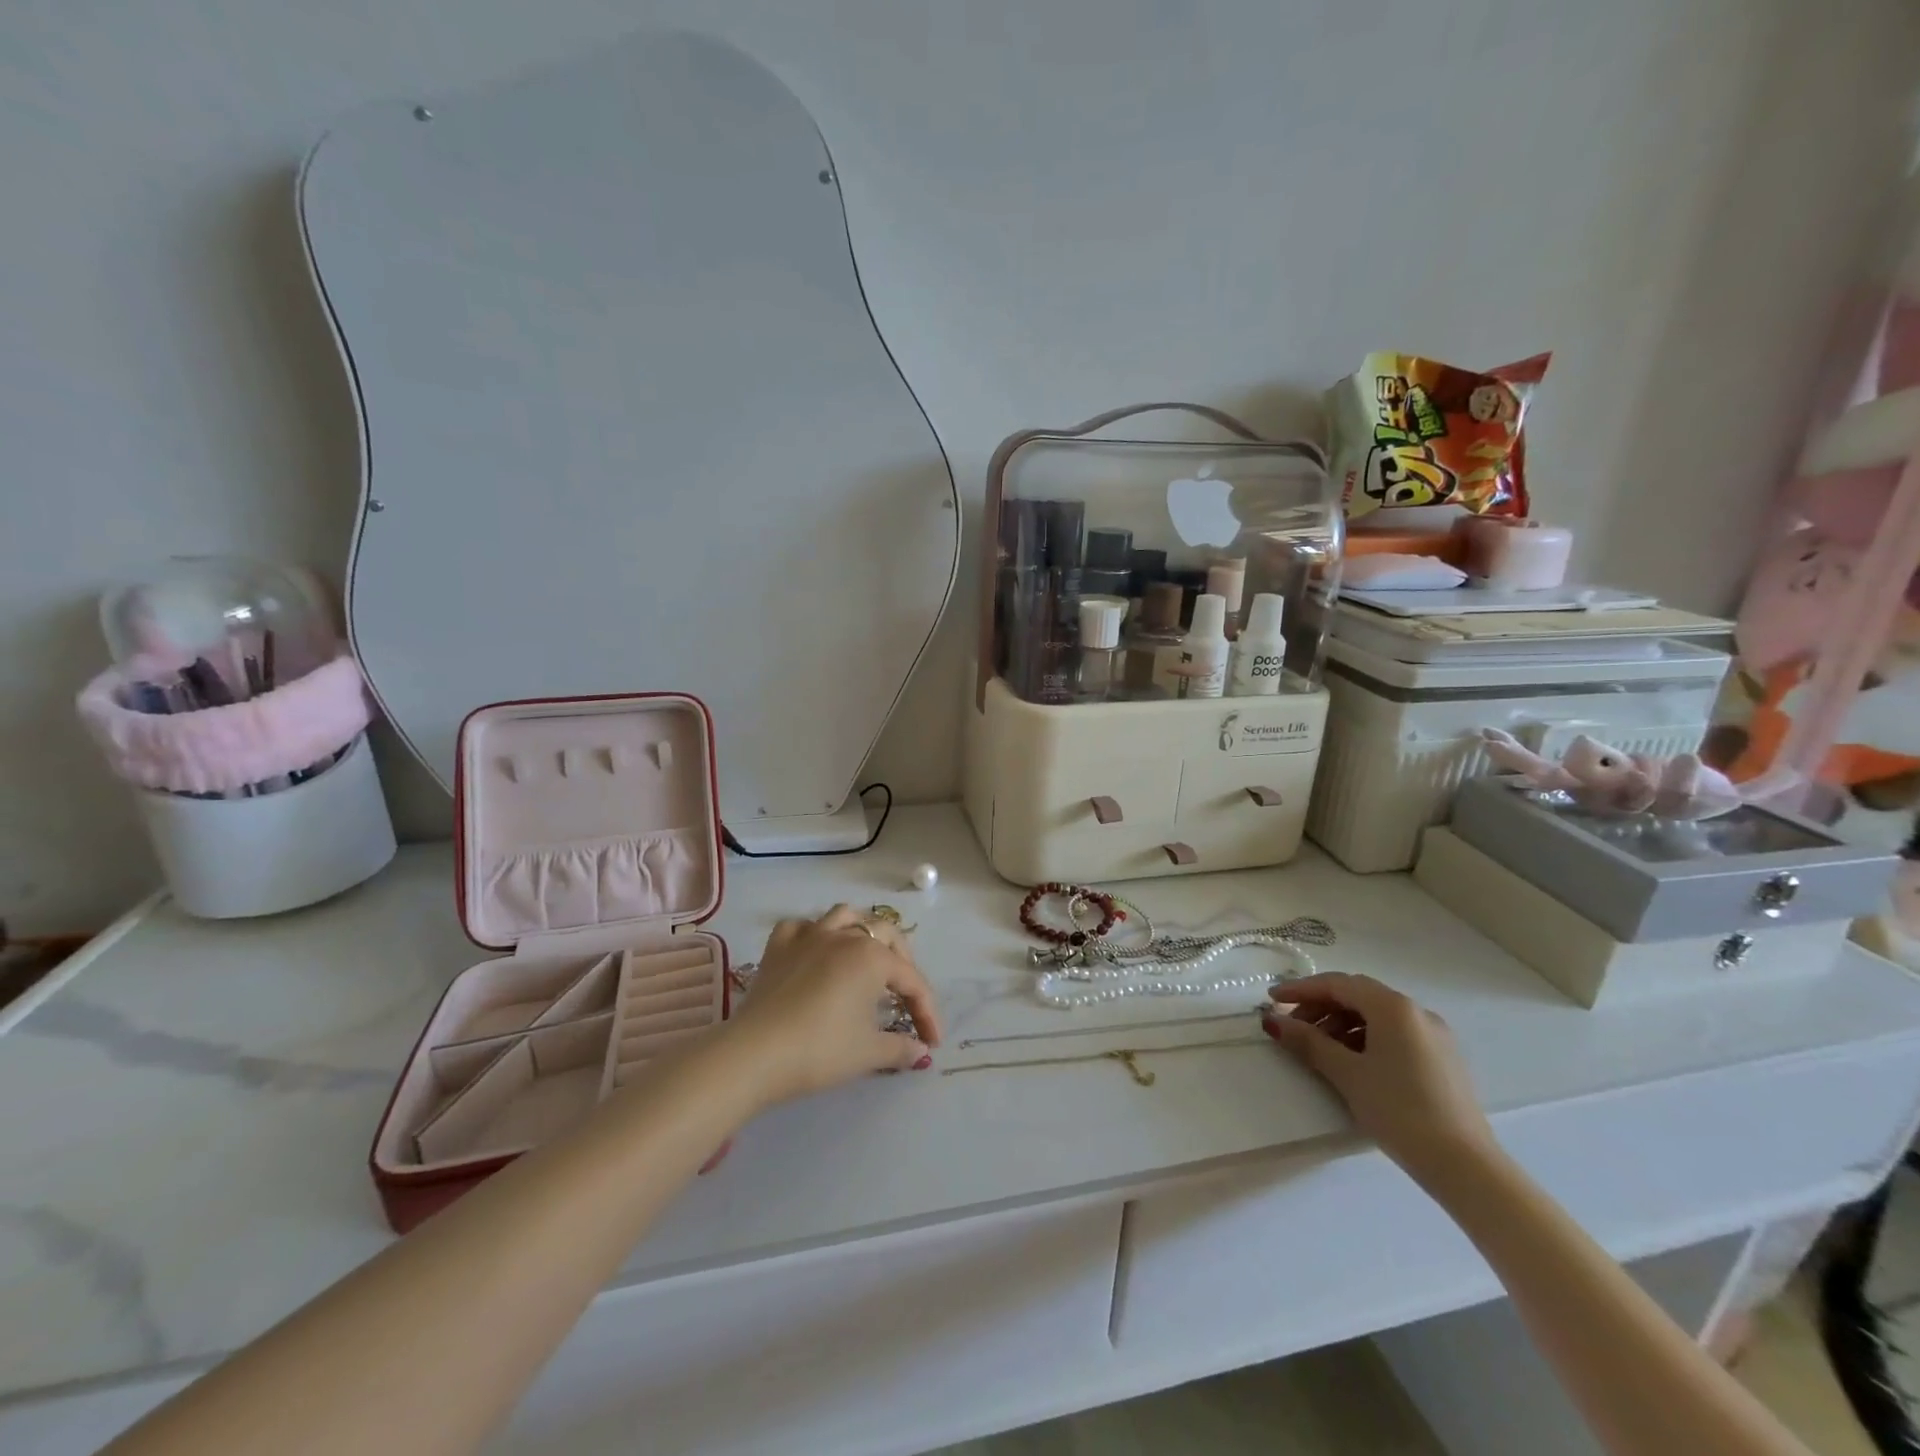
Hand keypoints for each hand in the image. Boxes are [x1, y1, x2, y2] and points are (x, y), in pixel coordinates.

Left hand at [725, 905, 943, 1108]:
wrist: (755, 1054)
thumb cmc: (820, 1050)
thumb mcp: (868, 1053)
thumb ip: (900, 1048)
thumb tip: (920, 1051)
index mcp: (872, 957)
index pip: (911, 981)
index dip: (927, 1012)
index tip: (932, 1041)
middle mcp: (844, 936)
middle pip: (885, 934)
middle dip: (902, 962)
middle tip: (905, 996)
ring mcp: (809, 935)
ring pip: (844, 917)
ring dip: (861, 933)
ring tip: (865, 958)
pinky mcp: (779, 946)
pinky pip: (801, 927)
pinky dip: (812, 935)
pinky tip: (815, 953)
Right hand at [1263, 973, 1492, 1180]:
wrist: (1466, 1167)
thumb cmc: (1399, 1110)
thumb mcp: (1347, 1073)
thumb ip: (1308, 1042)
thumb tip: (1273, 1021)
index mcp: (1394, 1007)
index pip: (1337, 984)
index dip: (1301, 990)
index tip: (1272, 1001)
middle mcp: (1416, 1012)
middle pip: (1358, 996)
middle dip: (1321, 1006)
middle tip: (1293, 1026)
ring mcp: (1434, 1036)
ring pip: (1376, 1015)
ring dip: (1342, 1024)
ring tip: (1318, 1048)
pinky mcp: (1442, 1059)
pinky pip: (1395, 1034)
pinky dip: (1365, 1038)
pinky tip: (1351, 1062)